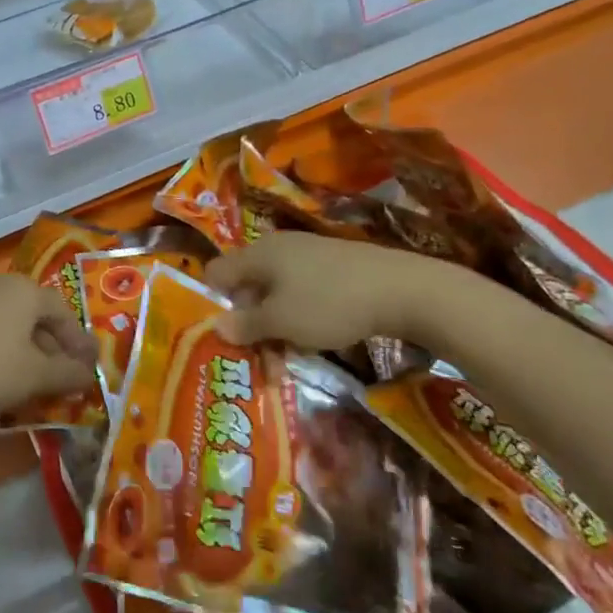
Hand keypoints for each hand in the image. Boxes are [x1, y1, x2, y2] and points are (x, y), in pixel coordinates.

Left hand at [0, 273, 93, 427]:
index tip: (90, 369)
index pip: (64, 312)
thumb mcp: (34, 376)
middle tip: (66, 379)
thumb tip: (88, 375)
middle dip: (55, 349)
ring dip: (30, 354)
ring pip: (13, 326)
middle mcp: (1, 287)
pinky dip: (5, 354)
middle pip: (38, 317)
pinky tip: (2, 382)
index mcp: (26, 290)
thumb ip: (67, 374)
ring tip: (36, 385)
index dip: (79, 342)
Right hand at [207, 231, 448, 352]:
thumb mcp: (282, 321)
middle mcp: (277, 248)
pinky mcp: (332, 268)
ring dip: (274, 329)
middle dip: (248, 325)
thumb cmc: (329, 303)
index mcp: (258, 254)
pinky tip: (312, 342)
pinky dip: (298, 318)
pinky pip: (300, 294)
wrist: (400, 289)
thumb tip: (216, 326)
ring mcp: (307, 256)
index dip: (212, 303)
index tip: (220, 337)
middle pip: (246, 287)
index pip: (216, 273)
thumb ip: (246, 324)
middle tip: (257, 363)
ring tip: (286, 364)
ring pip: (275, 295)